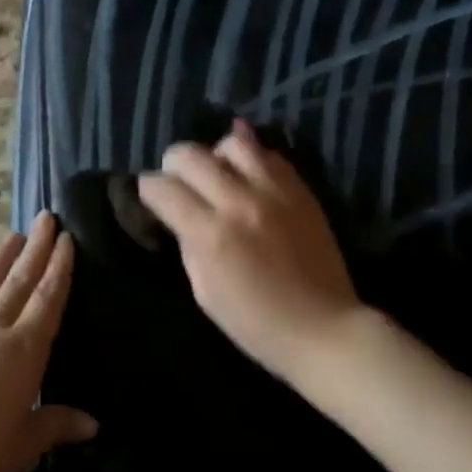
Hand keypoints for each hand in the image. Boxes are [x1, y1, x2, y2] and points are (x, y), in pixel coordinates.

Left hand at [0, 212, 96, 471]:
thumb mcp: (23, 445)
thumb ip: (56, 425)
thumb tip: (94, 424)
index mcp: (22, 352)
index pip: (47, 300)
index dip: (59, 269)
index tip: (66, 239)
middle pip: (18, 283)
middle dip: (35, 249)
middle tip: (45, 217)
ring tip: (11, 236)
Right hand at [138, 120, 364, 383]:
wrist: (323, 328)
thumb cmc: (255, 323)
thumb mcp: (204, 292)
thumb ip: (189, 244)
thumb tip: (180, 215)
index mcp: (210, 235)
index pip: (162, 188)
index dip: (148, 189)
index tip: (151, 197)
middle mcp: (239, 202)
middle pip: (190, 154)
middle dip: (173, 165)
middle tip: (178, 183)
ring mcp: (274, 192)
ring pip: (233, 142)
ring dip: (215, 154)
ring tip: (217, 175)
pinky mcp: (301, 191)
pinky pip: (270, 155)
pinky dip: (251, 158)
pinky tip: (246, 174)